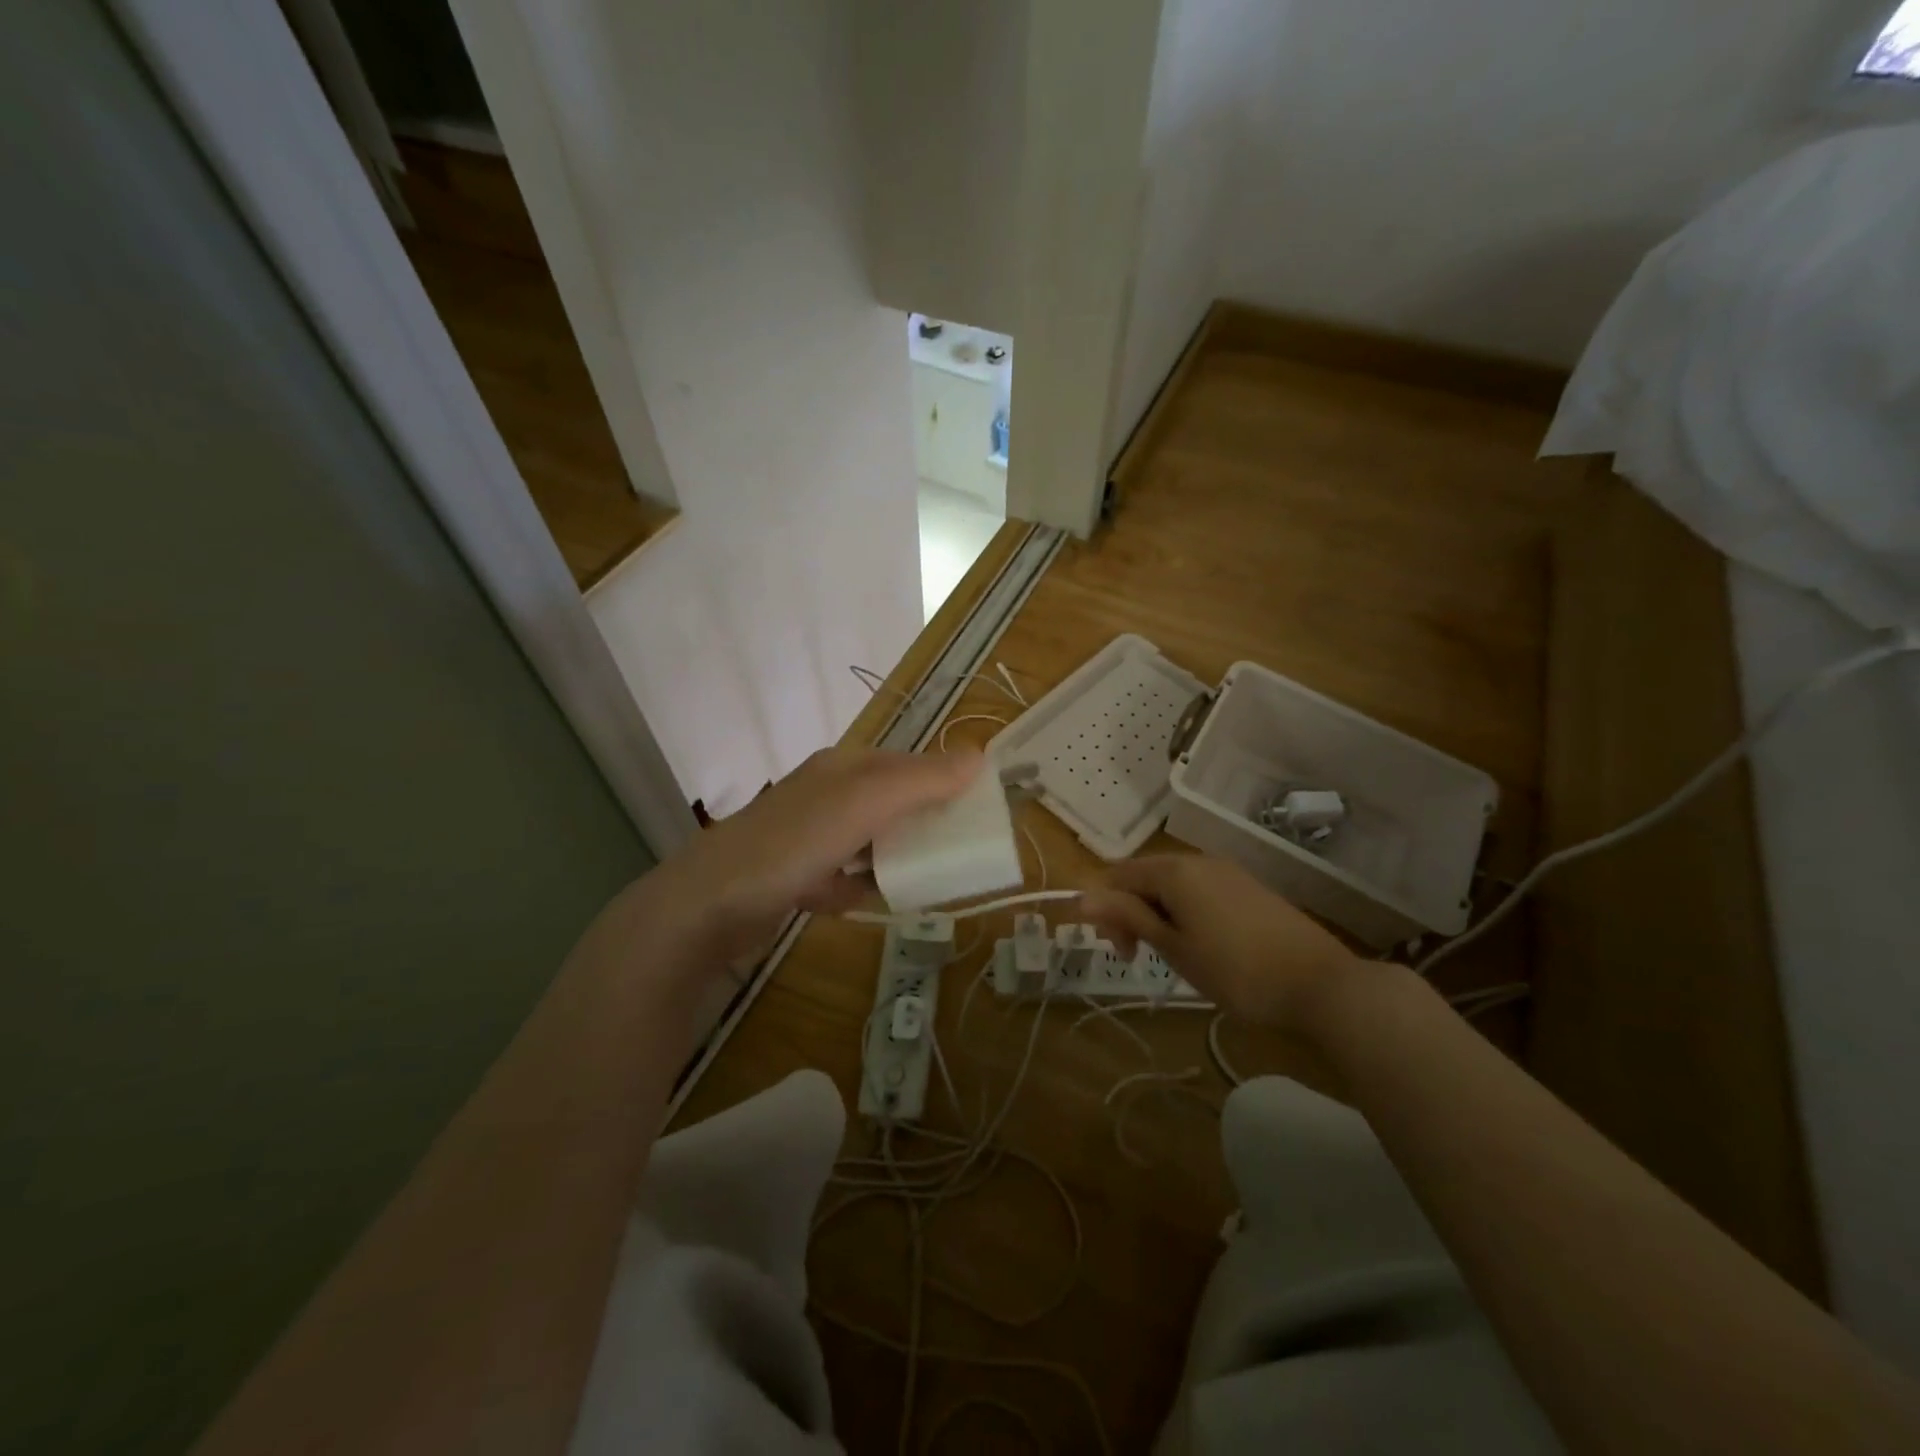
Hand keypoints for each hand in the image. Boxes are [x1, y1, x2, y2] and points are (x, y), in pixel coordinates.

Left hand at [645, 747, 983, 960]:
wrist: (708, 906)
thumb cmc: (794, 843)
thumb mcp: (863, 803)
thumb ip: (920, 781)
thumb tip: (979, 755)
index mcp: (843, 768)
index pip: (907, 764)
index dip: (943, 782)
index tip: (977, 813)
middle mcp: (825, 795)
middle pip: (888, 803)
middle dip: (921, 824)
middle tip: (957, 853)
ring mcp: (806, 837)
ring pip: (866, 841)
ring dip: (892, 857)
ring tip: (925, 879)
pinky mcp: (792, 877)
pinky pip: (840, 878)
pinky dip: (856, 888)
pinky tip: (867, 903)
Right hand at [1078, 854, 1360, 1029]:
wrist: (1320, 984)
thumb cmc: (1235, 970)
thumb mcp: (1174, 947)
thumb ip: (1128, 917)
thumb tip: (1081, 897)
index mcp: (1174, 871)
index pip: (1118, 875)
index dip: (1106, 910)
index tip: (1120, 951)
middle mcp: (1198, 860)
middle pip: (1146, 876)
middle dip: (1131, 912)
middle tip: (1138, 957)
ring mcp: (1227, 872)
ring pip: (1174, 885)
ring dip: (1159, 914)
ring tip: (1172, 955)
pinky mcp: (1249, 888)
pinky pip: (1201, 891)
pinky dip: (1187, 912)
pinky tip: (1202, 945)